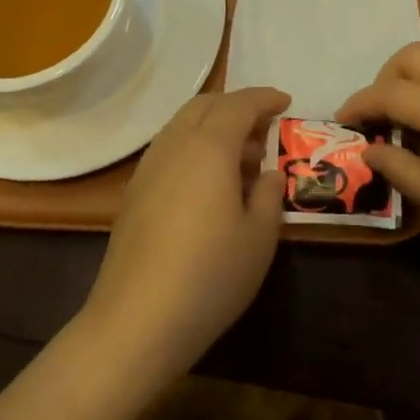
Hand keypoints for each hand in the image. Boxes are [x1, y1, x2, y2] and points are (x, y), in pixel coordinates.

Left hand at [79, 87, 290, 388]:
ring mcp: (148, 169)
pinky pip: (169, 149)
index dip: (264, 98)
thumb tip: (268, 174)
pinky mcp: (134, 194)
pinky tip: (209, 182)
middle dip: (236, 106)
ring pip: (182, 126)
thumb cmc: (210, 275)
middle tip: (265, 127)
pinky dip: (194, 147)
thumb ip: (267, 195)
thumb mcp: (259, 237)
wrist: (137, 320)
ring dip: (213, 127)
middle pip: (204, 106)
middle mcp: (174, 146)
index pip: (238, 105)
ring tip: (242, 158)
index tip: (285, 101)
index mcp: (208, 147)